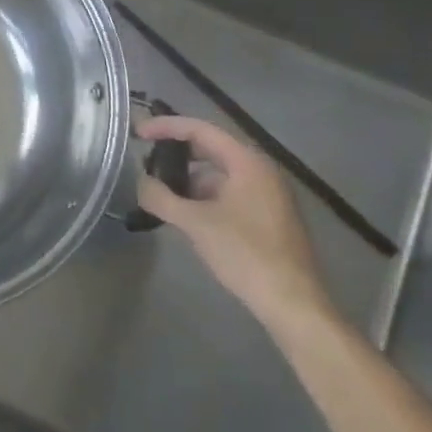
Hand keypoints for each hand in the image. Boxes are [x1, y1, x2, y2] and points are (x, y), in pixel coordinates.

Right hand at [135, 114, 333, 332]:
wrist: (293, 304)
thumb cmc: (245, 254)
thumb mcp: (195, 223)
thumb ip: (161, 197)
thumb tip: (140, 183)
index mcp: (247, 163)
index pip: (200, 129)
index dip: (165, 127)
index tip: (137, 133)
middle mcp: (260, 171)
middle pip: (210, 148)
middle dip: (175, 152)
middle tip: (145, 158)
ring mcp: (267, 194)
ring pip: (218, 173)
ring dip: (188, 178)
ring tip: (160, 191)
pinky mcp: (267, 216)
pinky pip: (228, 192)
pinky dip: (203, 196)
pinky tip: (184, 214)